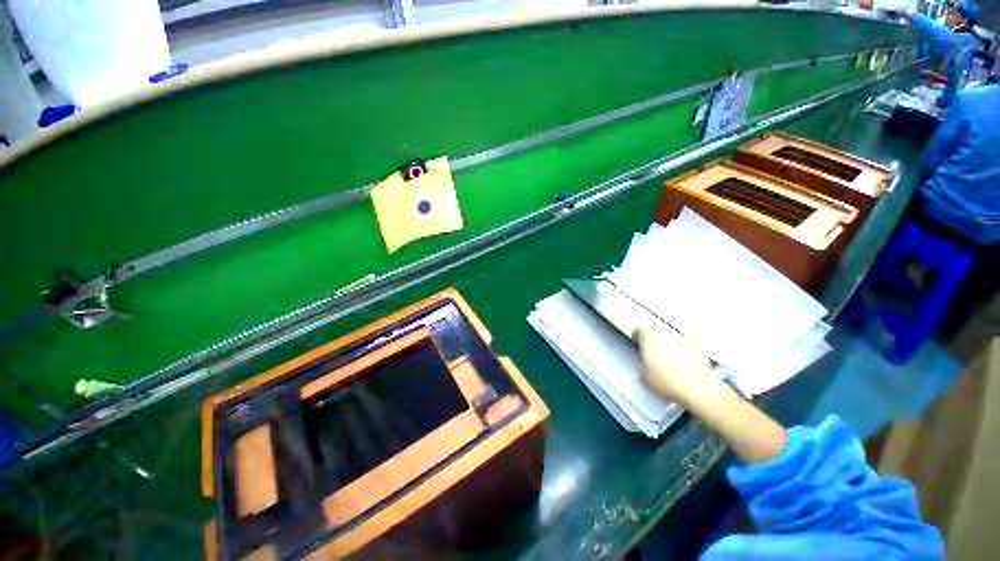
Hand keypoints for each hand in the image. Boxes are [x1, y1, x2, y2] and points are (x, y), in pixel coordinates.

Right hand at [632, 328, 720, 405]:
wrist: (697, 391)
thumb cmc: (668, 383)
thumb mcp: (644, 376)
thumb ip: (642, 362)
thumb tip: (645, 362)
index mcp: (649, 337)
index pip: (639, 331)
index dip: (637, 339)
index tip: (638, 346)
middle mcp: (665, 333)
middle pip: (655, 333)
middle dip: (654, 342)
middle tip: (654, 355)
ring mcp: (683, 337)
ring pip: (671, 336)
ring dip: (670, 344)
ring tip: (671, 359)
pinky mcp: (698, 345)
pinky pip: (689, 340)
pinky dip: (687, 346)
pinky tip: (686, 356)